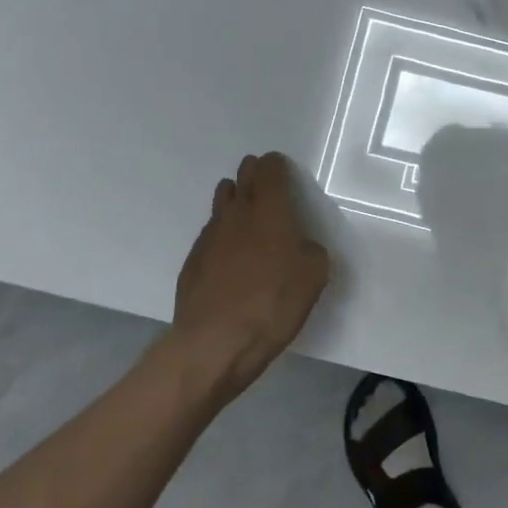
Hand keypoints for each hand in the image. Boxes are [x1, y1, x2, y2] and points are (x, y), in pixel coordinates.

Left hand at [166, 152, 330, 397]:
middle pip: (243, 179)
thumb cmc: (273, 303)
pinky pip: (211, 234)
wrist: (215, 342)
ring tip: (244, 207)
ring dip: (234, 199)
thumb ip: (311, 251)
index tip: (282, 168)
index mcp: (270, 211)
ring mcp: (209, 237)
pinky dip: (222, 233)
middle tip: (262, 179)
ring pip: (221, 203)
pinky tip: (229, 252)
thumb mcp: (314, 276)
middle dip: (253, 174)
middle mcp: (236, 215)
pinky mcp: (193, 262)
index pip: (270, 170)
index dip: (277, 165)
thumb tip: (301, 247)